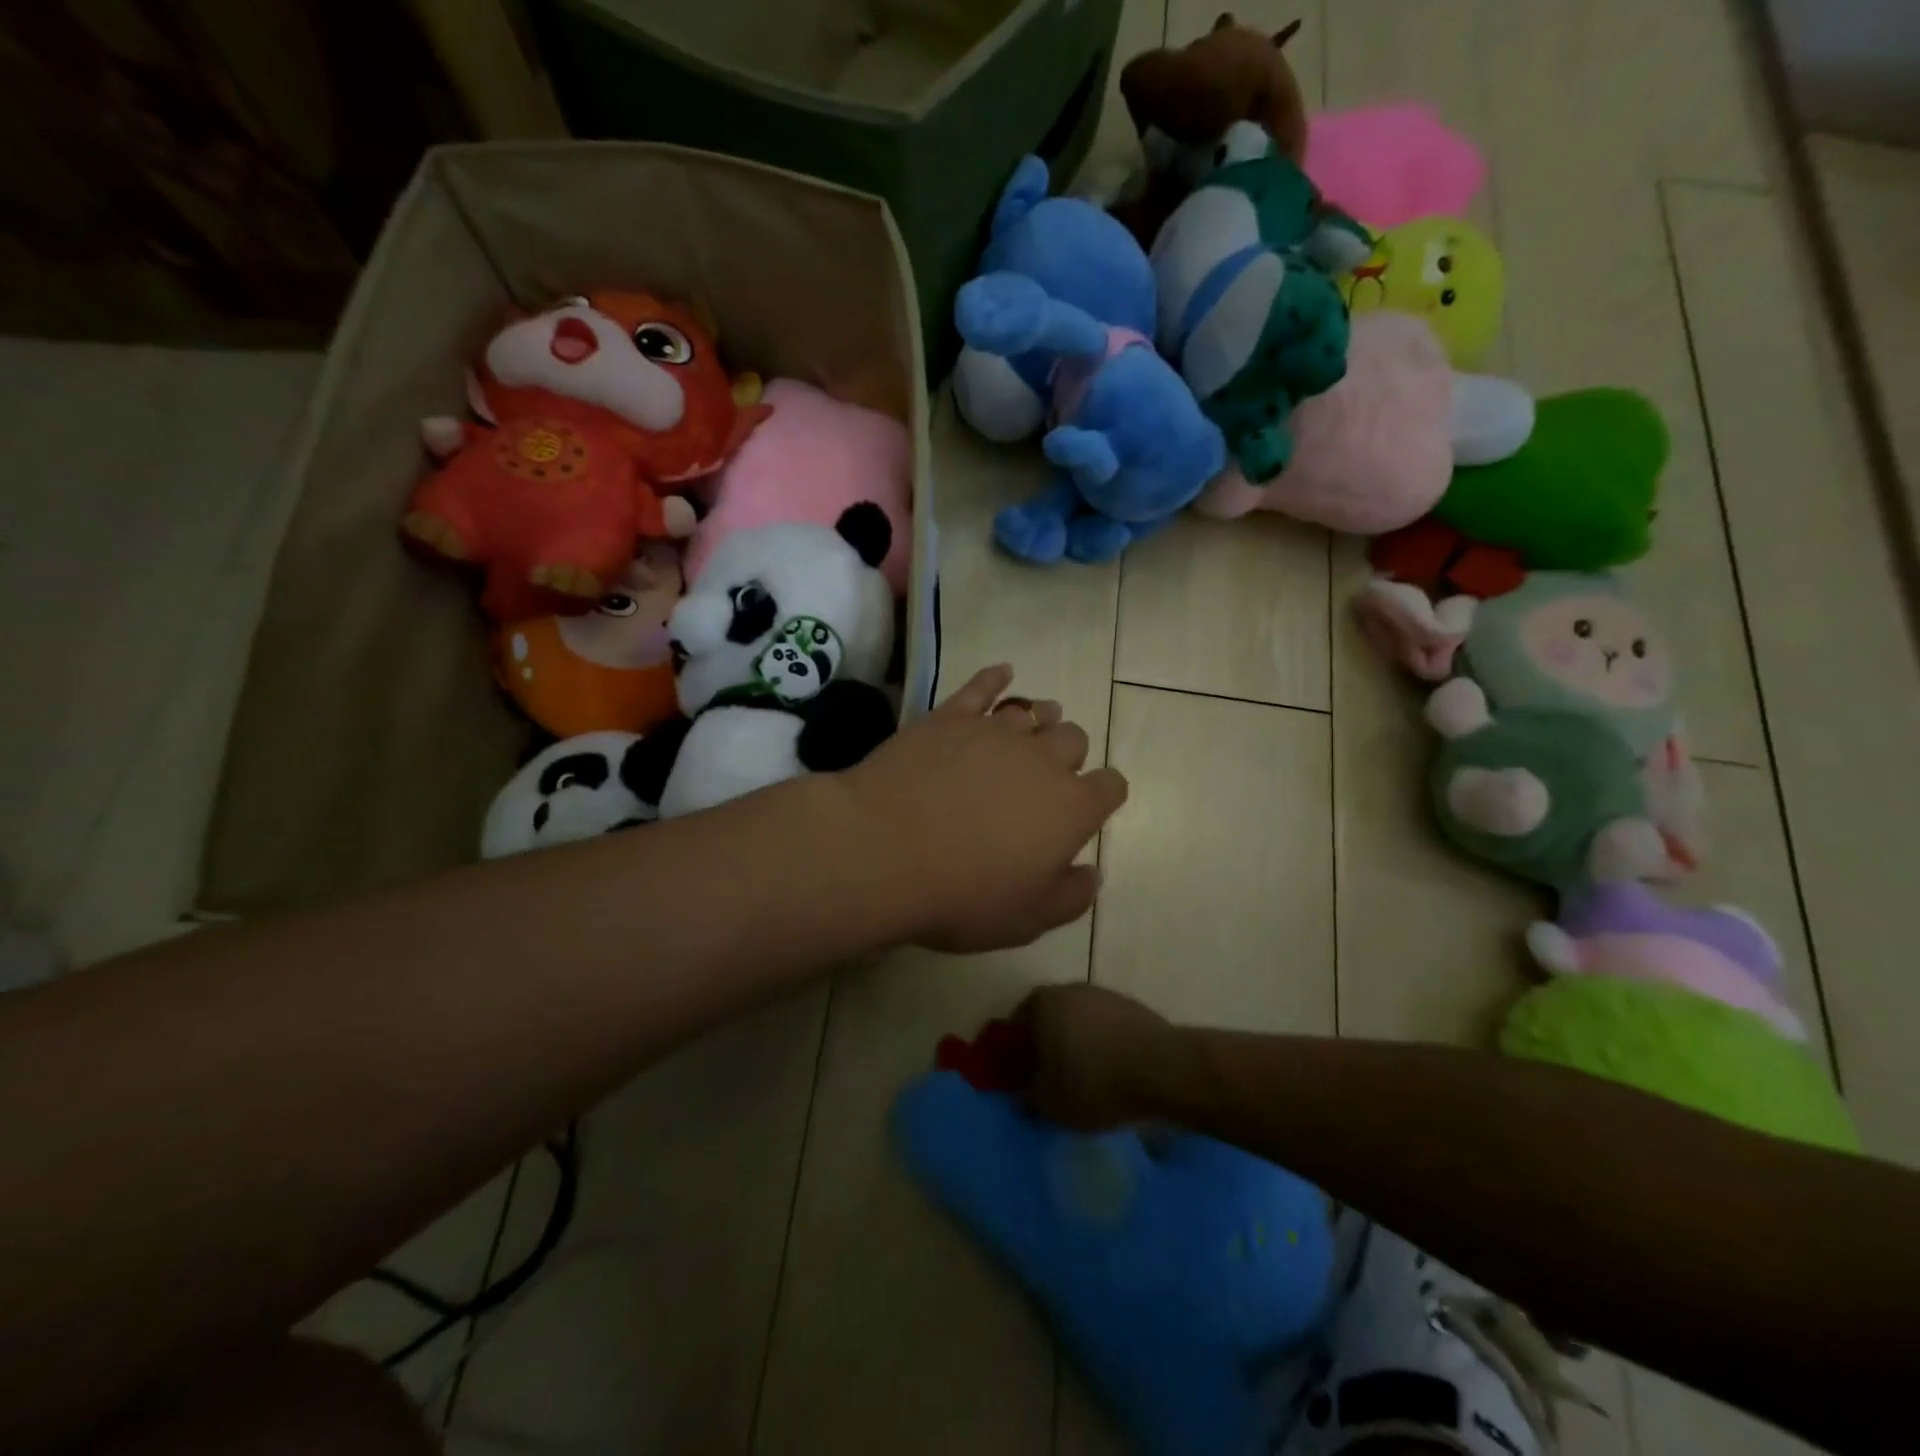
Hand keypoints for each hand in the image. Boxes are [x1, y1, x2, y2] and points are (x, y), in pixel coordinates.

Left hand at [838, 665, 1127, 953]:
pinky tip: (1002, 672)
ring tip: (1035, 724)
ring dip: (1041, 718)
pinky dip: (995, 678)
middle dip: (1070, 754)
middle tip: (1048, 774)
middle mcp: (1042, 760)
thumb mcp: (1027, 918)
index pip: (1109, 787)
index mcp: (1070, 808)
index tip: (1092, 804)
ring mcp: (994, 731)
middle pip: (1074, 740)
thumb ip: (1071, 896)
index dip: (1104, 794)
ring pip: (1033, 711)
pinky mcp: (950, 716)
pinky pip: (982, 686)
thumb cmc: (962, 894)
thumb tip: (1092, 873)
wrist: (884, 850)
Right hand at [1014, 983, 1177, 1128]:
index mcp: (1040, 1004)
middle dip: (1046, 1047)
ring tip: (1085, 1080)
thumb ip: (1029, 1099)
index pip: (1015, 1027)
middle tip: (1051, 1081)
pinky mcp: (1130, 1005)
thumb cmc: (1095, 1083)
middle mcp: (1067, 989)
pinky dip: (1103, 1045)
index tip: (1023, 1080)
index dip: (1015, 1055)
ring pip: (1077, 1022)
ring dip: (1076, 1045)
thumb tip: (1022, 1096)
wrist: (1163, 1068)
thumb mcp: (1051, 1105)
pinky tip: (1113, 1072)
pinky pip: (1105, 1027)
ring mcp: (1102, 994)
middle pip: (1047, 1020)